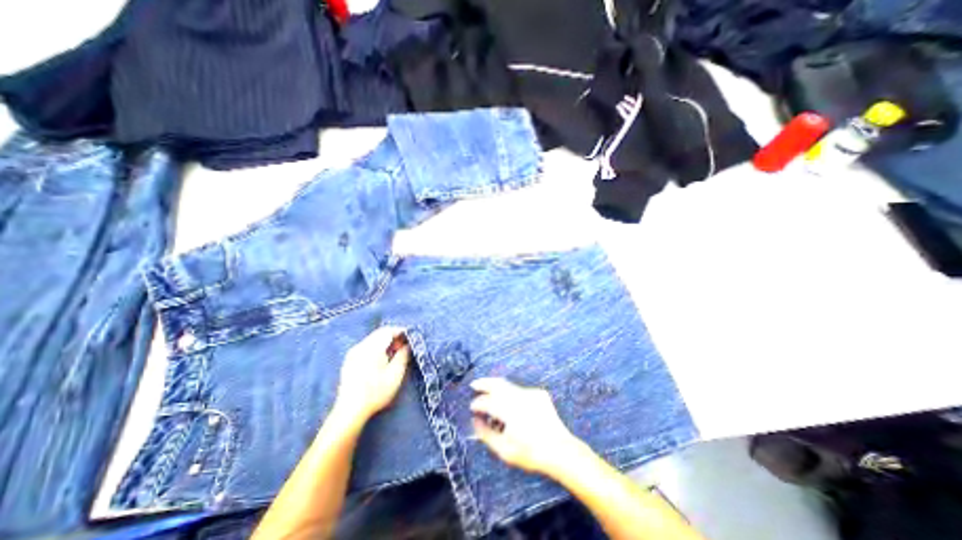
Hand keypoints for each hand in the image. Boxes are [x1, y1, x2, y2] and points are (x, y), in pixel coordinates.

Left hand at [332, 325, 409, 425]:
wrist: (350, 411)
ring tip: (395, 354)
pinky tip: (382, 361)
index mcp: (372, 347)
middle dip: (394, 337)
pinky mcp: (349, 361)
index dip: (401, 331)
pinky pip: (366, 347)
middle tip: (405, 347)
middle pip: (380, 333)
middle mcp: (360, 346)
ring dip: (386, 343)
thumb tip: (407, 345)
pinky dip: (377, 348)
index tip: (411, 337)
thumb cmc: (376, 392)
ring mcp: (353, 353)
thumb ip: (403, 355)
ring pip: (373, 340)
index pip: (388, 330)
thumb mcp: (396, 374)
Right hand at [470, 381, 582, 476]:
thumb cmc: (531, 453)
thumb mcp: (505, 450)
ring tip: (489, 389)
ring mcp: (530, 393)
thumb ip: (486, 434)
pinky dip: (512, 393)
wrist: (561, 450)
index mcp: (508, 410)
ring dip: (497, 386)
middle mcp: (518, 396)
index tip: (472, 407)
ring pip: (509, 385)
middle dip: (484, 383)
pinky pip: (521, 390)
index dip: (477, 403)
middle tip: (475, 384)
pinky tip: (511, 404)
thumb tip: (475, 421)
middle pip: (497, 384)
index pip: (487, 402)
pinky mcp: (539, 393)